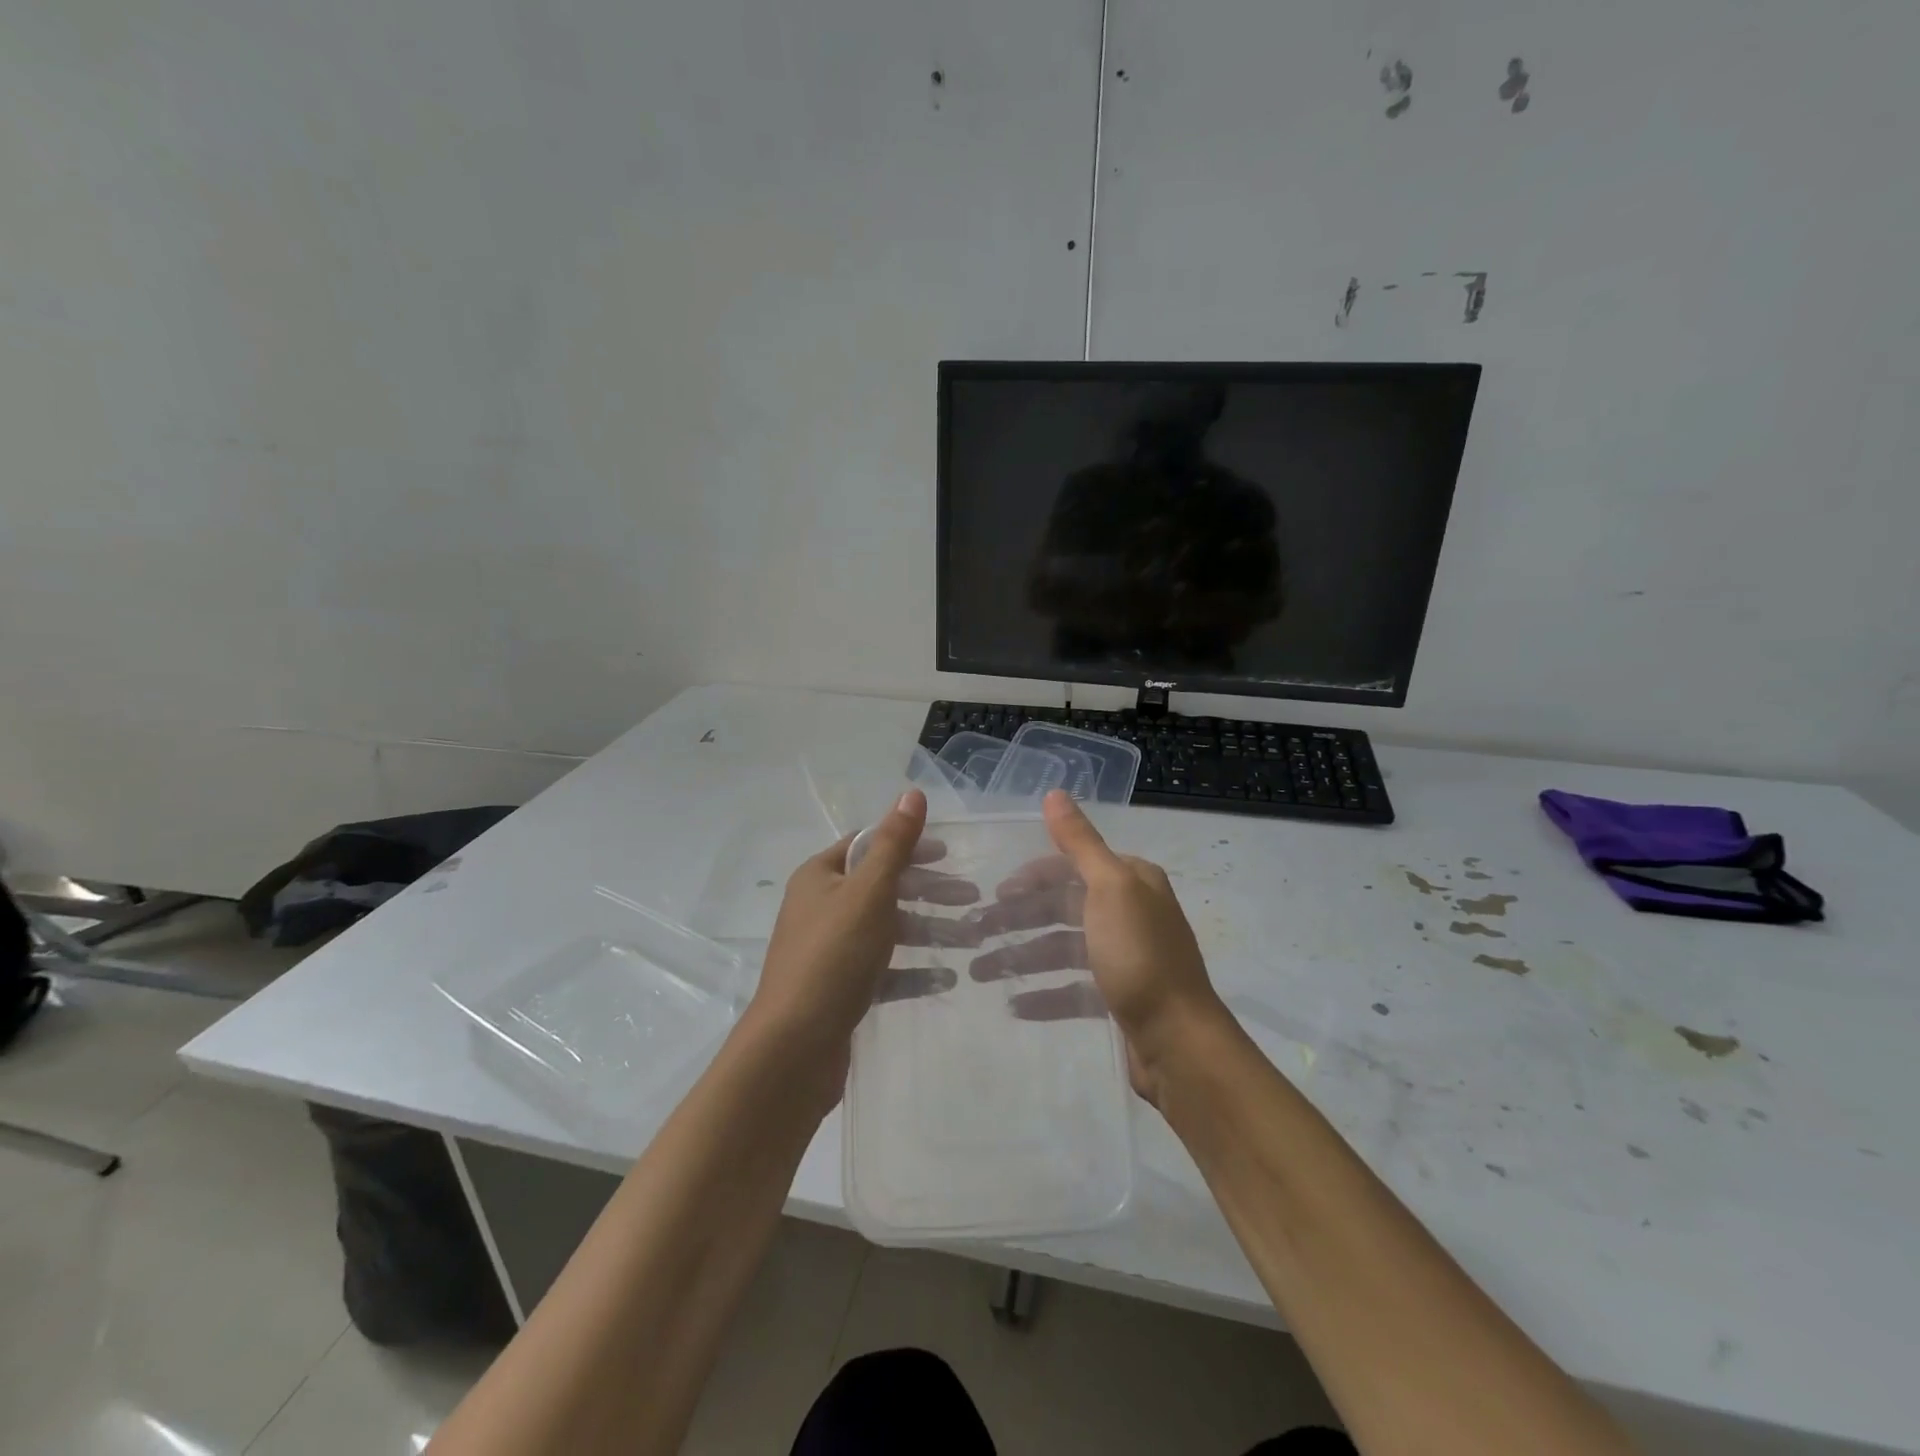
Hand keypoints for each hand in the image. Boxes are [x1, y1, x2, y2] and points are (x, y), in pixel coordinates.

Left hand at [745, 789, 978, 1063]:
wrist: (793, 1049)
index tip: (948, 854)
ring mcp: (829, 951)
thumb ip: (894, 844)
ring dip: (927, 931)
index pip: (868, 845)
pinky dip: (913, 970)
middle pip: (882, 887)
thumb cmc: (832, 957)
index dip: (908, 844)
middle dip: (927, 891)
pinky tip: (946, 978)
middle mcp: (821, 908)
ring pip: (886, 930)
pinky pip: (883, 970)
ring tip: (971, 939)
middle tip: (971, 896)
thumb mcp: (868, 892)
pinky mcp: (840, 989)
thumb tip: (912, 792)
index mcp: (820, 877)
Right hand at [967, 790, 1227, 1101]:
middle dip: (1019, 919)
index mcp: (1131, 881)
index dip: (1031, 876)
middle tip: (975, 934)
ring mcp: (1125, 957)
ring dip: (1023, 957)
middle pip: (1062, 907)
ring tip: (981, 973)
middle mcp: (1130, 912)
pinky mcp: (1119, 998)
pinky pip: (1072, 988)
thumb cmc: (1140, 956)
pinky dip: (1044, 993)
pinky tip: (1015, 1004)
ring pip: (1063, 948)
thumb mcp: (1109, 889)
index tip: (995, 894)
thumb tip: (1054, 792)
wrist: (1179, 1043)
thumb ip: (1079, 842)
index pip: (1071, 866)